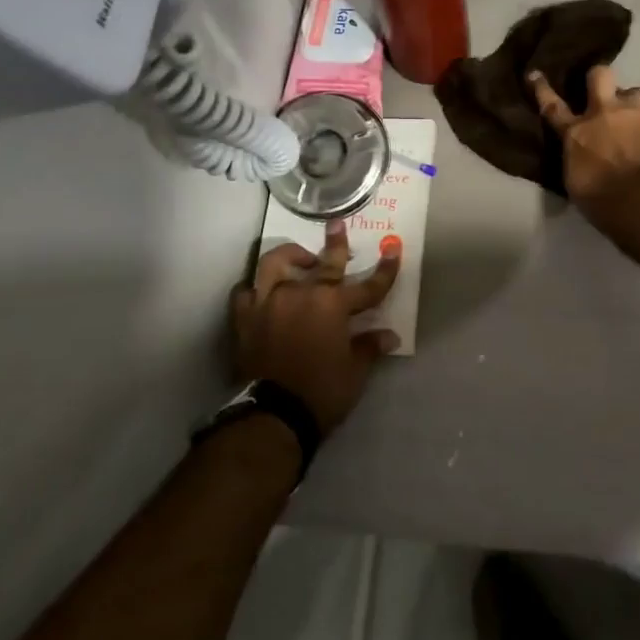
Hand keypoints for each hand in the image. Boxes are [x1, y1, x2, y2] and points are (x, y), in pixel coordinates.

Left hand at [232, 220, 401, 434]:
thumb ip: (369, 347)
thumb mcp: (355, 371)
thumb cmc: (321, 391)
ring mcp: (269, 302)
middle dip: (336, 244)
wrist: (272, 414)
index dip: (385, 270)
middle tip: (337, 224)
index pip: (368, 285)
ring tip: (298, 258)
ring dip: (290, 257)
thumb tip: (389, 336)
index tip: (394, 250)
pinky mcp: (245, 317)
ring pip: (276, 264)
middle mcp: (302, 293)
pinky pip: (246, 292)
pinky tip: (261, 293)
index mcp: (333, 305)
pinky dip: (255, 289)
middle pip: (324, 263)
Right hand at [529, 65, 639, 207]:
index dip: (543, 90)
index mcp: (576, 133)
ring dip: (635, 105)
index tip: (535, 74)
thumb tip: (582, 155)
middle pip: (600, 75)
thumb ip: (578, 159)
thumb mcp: (577, 182)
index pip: (553, 107)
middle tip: (605, 91)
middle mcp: (604, 113)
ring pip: (636, 92)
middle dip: (600, 78)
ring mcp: (636, 112)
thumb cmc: (604, 201)